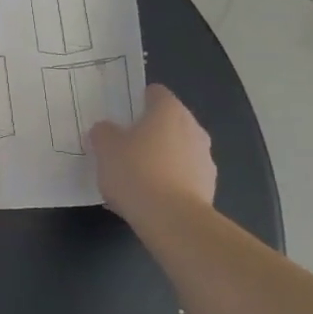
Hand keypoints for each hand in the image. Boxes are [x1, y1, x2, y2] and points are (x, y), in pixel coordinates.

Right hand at [90, 84, 216, 222]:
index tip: (121, 115)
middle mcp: (193, 129)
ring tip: (135, 176)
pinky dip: (169, 181)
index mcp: (169, 111)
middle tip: (123, 145)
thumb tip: (107, 130)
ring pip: (177, 150)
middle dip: (149, 131)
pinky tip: (148, 197)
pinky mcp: (208, 187)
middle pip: (168, 122)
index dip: (137, 100)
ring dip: (161, 157)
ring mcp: (205, 159)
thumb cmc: (136, 172)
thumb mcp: (105, 148)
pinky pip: (183, 176)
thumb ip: (104, 132)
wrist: (172, 220)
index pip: (155, 93)